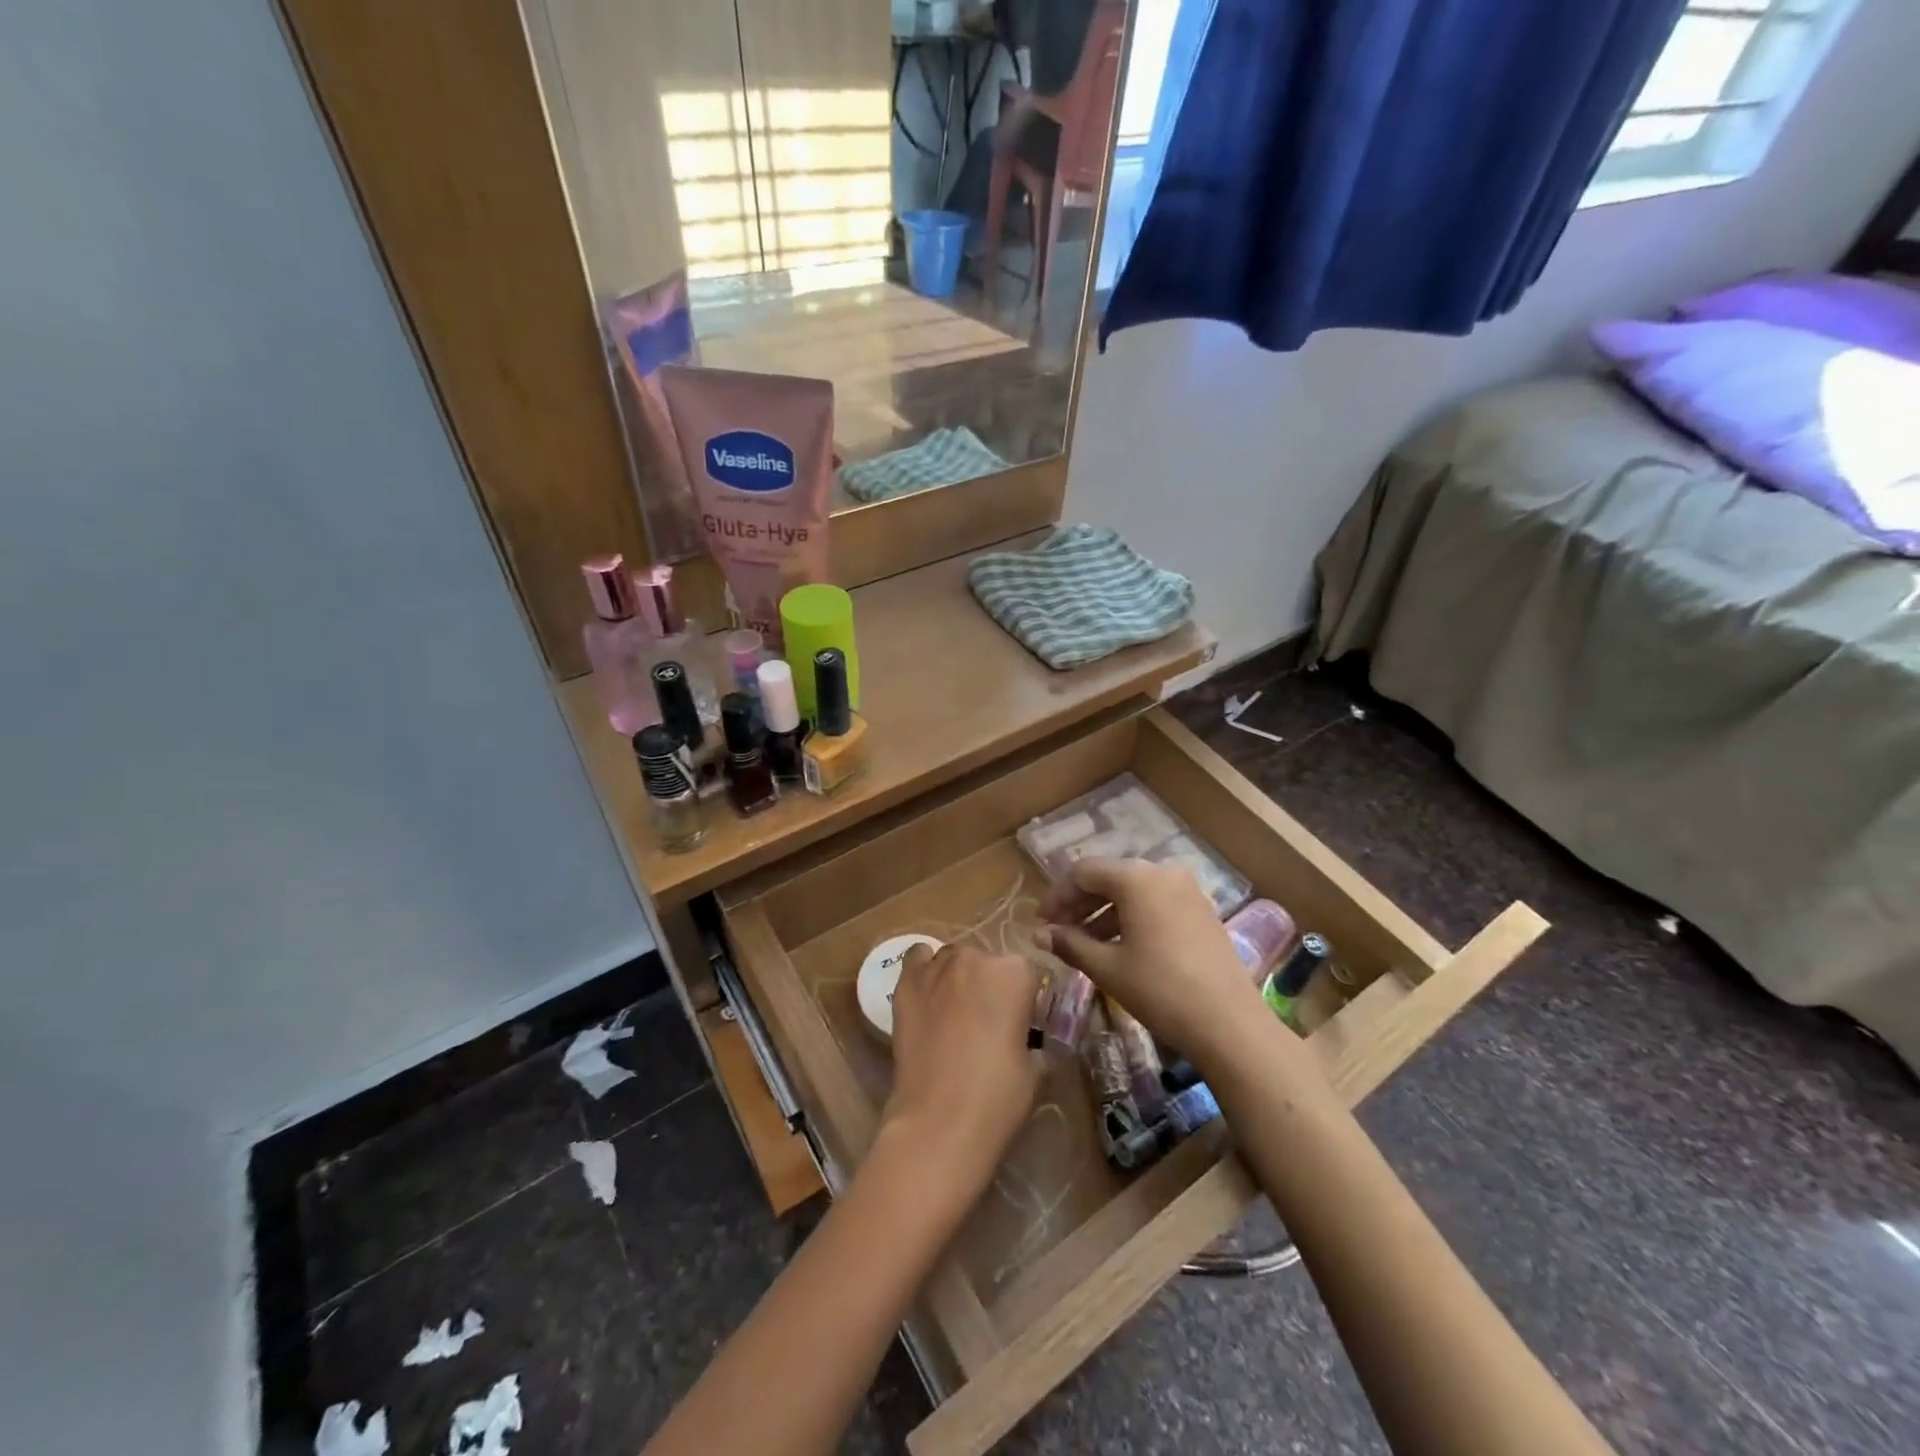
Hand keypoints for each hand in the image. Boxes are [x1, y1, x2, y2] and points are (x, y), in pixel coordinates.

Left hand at [881, 944, 1041, 1196]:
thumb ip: (1034, 1040)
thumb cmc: (997, 1096)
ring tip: (953, 1014)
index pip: (1027, 974)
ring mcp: (937, 967)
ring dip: (957, 979)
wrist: (938, 1120)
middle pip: (987, 961)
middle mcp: (976, 957)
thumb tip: (1030, 1041)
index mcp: (1015, 973)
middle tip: (985, 1024)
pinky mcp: (906, 983)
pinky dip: (925, 972)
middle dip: (989, 986)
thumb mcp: (1035, 1069)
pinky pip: (918, 959)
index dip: (1024, 1000)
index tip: (1020, 1025)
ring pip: (953, 959)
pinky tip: (927, 997)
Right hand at [1040, 858, 1270, 1066]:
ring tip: (1084, 943)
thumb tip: (1039, 935)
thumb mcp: (1107, 968)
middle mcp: (1162, 872)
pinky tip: (1119, 946)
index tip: (1041, 922)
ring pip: (1133, 891)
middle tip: (1058, 931)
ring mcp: (1187, 890)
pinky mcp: (1201, 911)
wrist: (1229, 1024)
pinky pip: (1155, 902)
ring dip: (1104, 912)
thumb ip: (1070, 944)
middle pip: (1109, 877)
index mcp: (1136, 878)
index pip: (1083, 872)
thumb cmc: (1160, 990)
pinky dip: (1131, 918)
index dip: (1057, 895)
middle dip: (1080, 903)